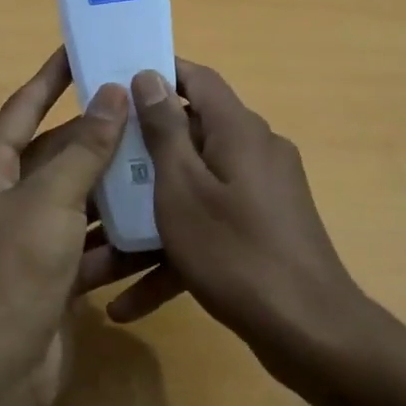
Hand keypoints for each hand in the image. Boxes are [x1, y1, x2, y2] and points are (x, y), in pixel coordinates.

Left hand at [0, 49, 150, 405]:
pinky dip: (115, 238)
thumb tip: (113, 95)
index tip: (81, 50)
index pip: (23, 108)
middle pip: (56, 155)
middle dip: (97, 136)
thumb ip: (86, 148)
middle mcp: (3, 199)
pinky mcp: (50, 276)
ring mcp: (27, 240)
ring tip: (161, 160)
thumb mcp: (51, 199)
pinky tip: (156, 225)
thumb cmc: (12, 269)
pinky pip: (87, 245)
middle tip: (145, 109)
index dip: (51, 78)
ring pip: (77, 200)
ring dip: (113, 187)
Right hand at [105, 61, 371, 368]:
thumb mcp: (183, 188)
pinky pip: (211, 228)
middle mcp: (255, 152)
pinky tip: (130, 302)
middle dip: (141, 157)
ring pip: (195, 191)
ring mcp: (262, 194)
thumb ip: (165, 131)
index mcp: (238, 130)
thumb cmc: (234, 251)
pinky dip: (175, 254)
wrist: (309, 332)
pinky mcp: (263, 231)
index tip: (116, 84)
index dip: (159, 74)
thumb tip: (151, 75)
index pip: (198, 80)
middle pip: (191, 137)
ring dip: (151, 219)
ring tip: (99, 250)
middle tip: (96, 169)